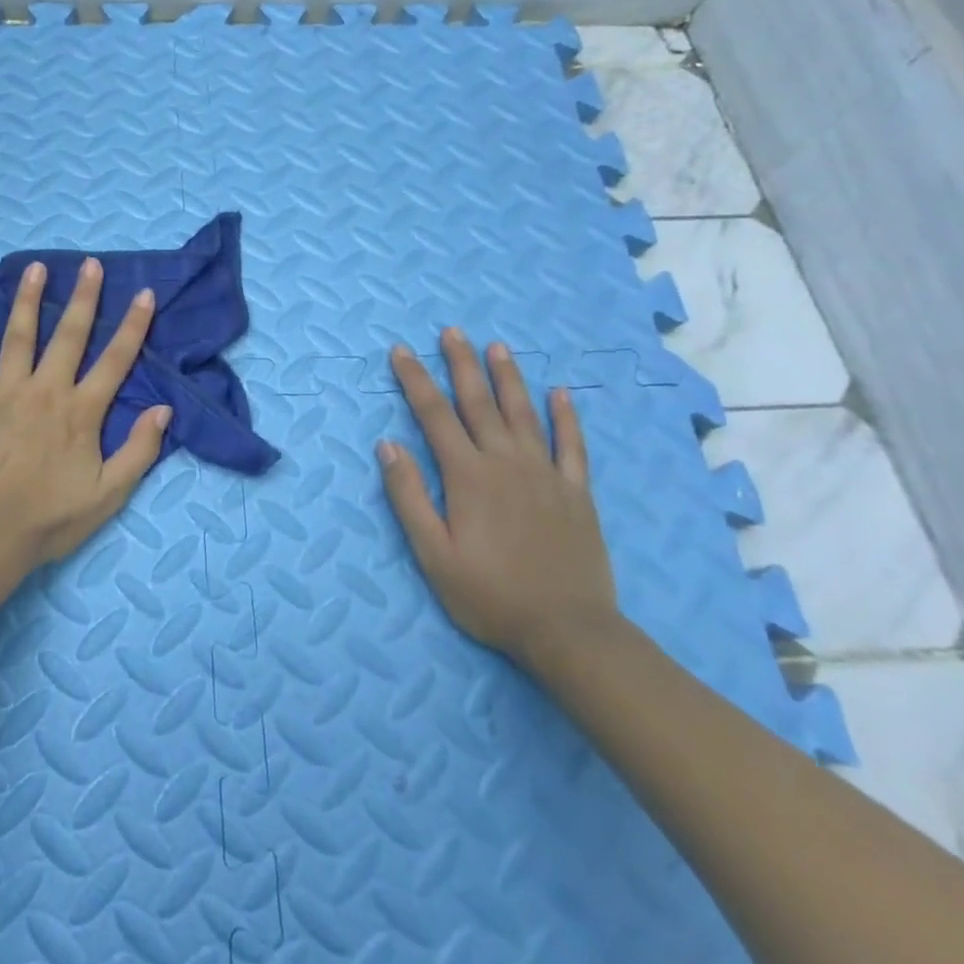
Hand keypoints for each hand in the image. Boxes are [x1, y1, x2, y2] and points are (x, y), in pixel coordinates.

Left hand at [0, 257, 171, 569]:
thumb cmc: (49, 518)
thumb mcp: (109, 495)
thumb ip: (139, 450)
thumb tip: (163, 409)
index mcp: (81, 411)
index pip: (115, 359)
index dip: (133, 325)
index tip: (144, 293)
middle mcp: (46, 390)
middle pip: (70, 334)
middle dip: (84, 297)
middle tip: (90, 264)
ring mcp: (5, 390)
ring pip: (20, 335)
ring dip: (29, 299)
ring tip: (36, 268)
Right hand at [377, 330, 619, 666]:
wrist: (569, 632)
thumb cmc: (489, 595)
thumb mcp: (432, 554)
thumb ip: (408, 496)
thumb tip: (387, 444)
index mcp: (468, 476)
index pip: (434, 415)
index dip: (415, 380)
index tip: (401, 351)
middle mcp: (506, 463)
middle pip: (479, 403)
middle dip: (461, 364)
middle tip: (452, 331)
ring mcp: (546, 474)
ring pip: (523, 413)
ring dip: (507, 378)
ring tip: (496, 347)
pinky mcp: (576, 493)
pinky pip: (572, 446)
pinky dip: (566, 417)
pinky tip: (561, 393)